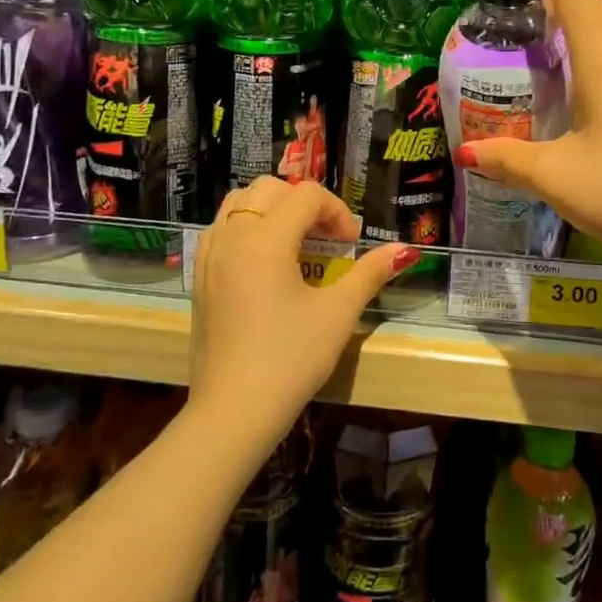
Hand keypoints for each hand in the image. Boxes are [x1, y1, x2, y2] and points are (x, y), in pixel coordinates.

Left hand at [189, 177, 415, 442]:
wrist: (233, 412)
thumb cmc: (290, 359)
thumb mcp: (337, 314)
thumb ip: (369, 274)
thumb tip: (402, 250)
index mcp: (265, 239)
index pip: (307, 196)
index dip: (337, 211)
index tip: (351, 244)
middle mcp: (232, 236)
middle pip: (270, 189)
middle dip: (304, 204)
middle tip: (326, 238)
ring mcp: (209, 256)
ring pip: (239, 203)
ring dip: (272, 210)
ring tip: (296, 243)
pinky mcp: (199, 278)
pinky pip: (221, 229)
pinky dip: (246, 228)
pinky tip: (265, 262)